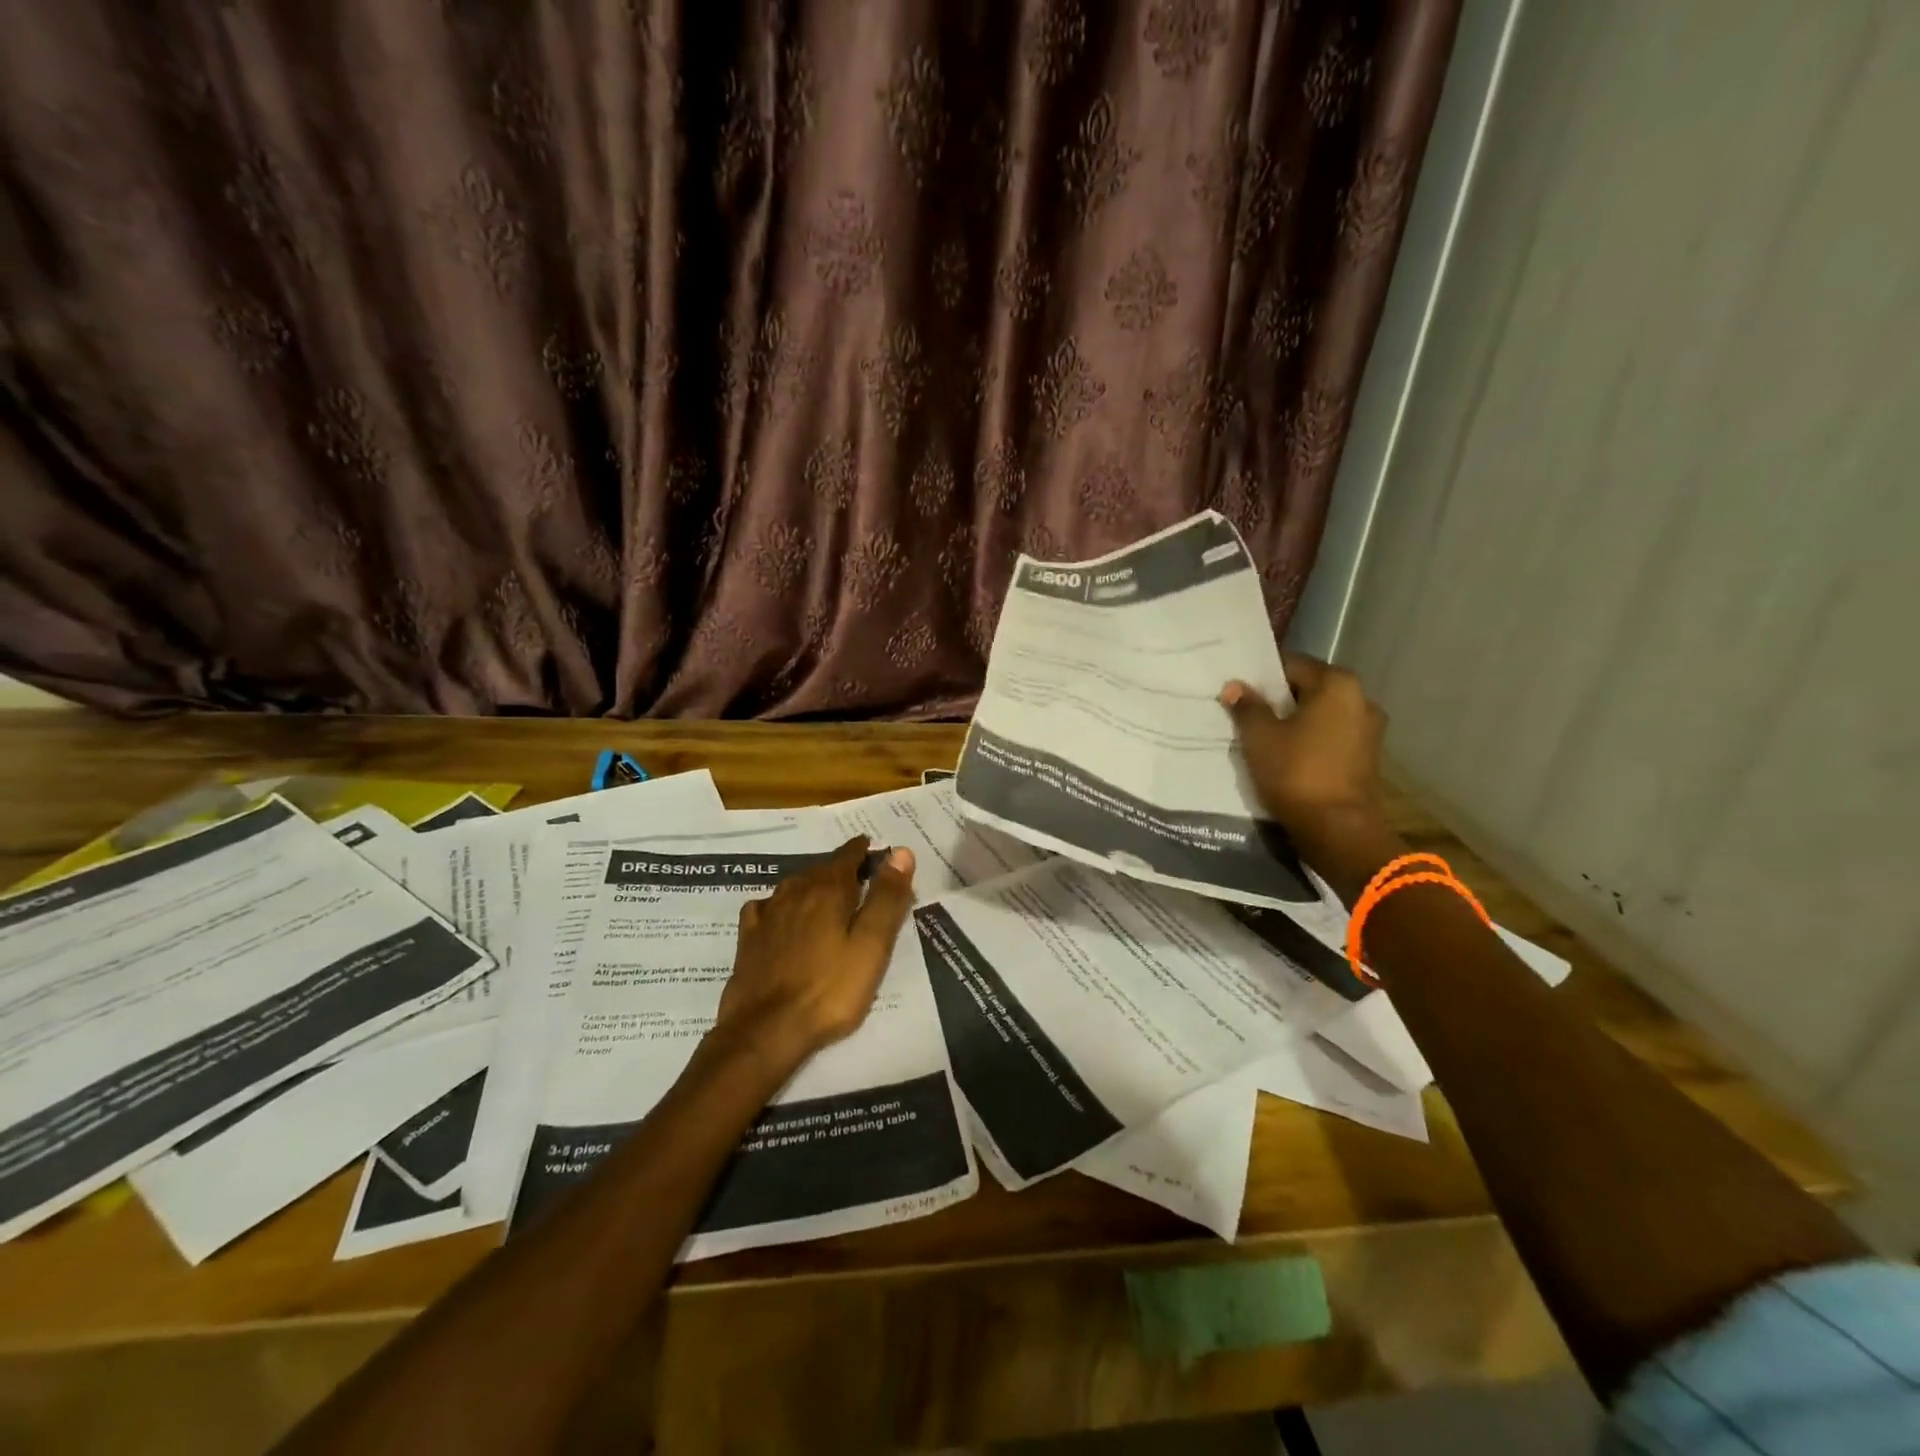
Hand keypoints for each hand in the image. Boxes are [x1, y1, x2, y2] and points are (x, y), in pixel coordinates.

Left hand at [713, 836, 916, 1074]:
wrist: (766, 1030)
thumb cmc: (830, 989)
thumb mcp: (872, 945)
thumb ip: (887, 898)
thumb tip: (901, 851)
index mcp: (829, 890)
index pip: (848, 855)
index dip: (863, 851)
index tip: (874, 850)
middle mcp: (796, 892)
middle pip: (822, 869)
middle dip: (841, 868)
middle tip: (859, 877)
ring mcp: (768, 914)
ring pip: (794, 885)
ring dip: (812, 883)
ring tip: (825, 894)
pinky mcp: (749, 937)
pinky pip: (766, 906)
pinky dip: (779, 904)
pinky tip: (781, 915)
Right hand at [1221, 654, 1403, 900]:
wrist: (1337, 829)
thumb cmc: (1296, 772)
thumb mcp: (1260, 737)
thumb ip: (1247, 707)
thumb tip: (1235, 686)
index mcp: (1337, 684)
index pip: (1291, 664)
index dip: (1260, 675)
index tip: (1238, 689)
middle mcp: (1360, 698)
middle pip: (1308, 688)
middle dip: (1278, 698)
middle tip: (1245, 711)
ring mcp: (1368, 728)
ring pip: (1320, 713)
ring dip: (1294, 720)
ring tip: (1263, 734)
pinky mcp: (1367, 755)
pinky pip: (1330, 735)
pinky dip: (1309, 738)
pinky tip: (1286, 753)